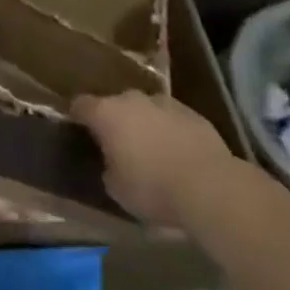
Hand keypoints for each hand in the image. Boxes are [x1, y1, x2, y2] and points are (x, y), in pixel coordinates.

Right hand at [73, 91, 236, 231]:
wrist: (211, 187)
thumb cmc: (153, 188)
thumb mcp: (117, 190)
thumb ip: (107, 169)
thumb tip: (110, 164)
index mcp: (106, 113)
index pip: (80, 105)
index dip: (78, 117)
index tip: (80, 131)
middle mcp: (131, 99)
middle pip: (115, 104)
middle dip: (116, 121)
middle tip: (120, 146)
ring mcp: (164, 103)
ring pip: (146, 109)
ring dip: (145, 124)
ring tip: (153, 151)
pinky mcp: (194, 114)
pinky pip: (173, 119)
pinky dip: (171, 131)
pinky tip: (180, 155)